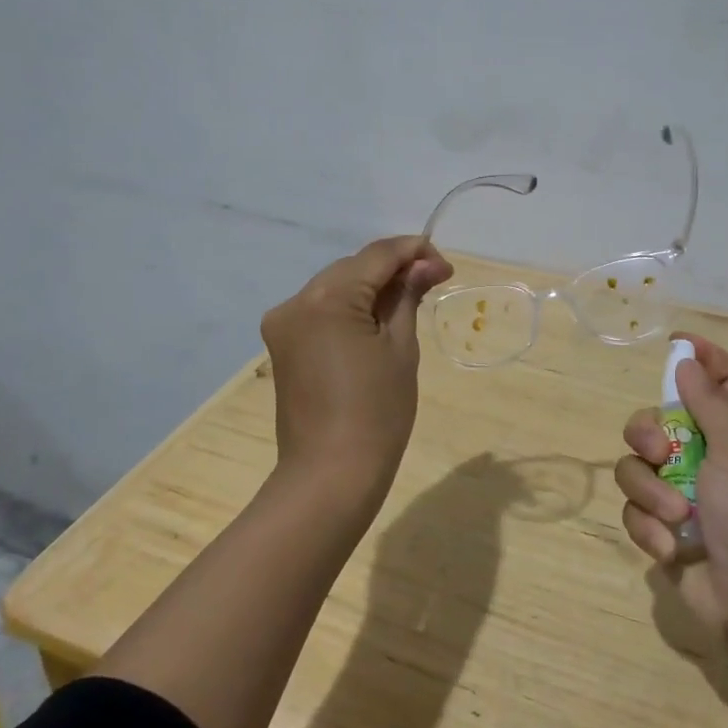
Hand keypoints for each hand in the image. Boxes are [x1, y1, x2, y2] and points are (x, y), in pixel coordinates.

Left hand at [261, 236, 453, 496]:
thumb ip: (407, 297)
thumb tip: (424, 266)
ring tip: (408, 301)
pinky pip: (321, 310)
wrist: (330, 475)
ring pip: (335, 286)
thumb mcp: (401, 348)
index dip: (413, 252)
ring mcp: (283, 323)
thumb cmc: (377, 412)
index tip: (445, 266)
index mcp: (327, 298)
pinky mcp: (282, 344)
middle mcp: (296, 301)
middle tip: (432, 282)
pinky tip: (375, 320)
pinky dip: (349, 308)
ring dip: (370, 287)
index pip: (376, 256)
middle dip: (392, 270)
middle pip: (352, 268)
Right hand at [617, 333, 727, 651]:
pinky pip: (635, 511)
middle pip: (659, 420)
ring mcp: (681, 494)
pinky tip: (671, 548)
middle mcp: (707, 458)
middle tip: (658, 451)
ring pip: (637, 467)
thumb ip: (709, 404)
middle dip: (646, 432)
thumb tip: (686, 360)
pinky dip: (649, 528)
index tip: (675, 345)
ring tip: (675, 516)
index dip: (706, 358)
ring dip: (651, 492)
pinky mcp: (662, 529)